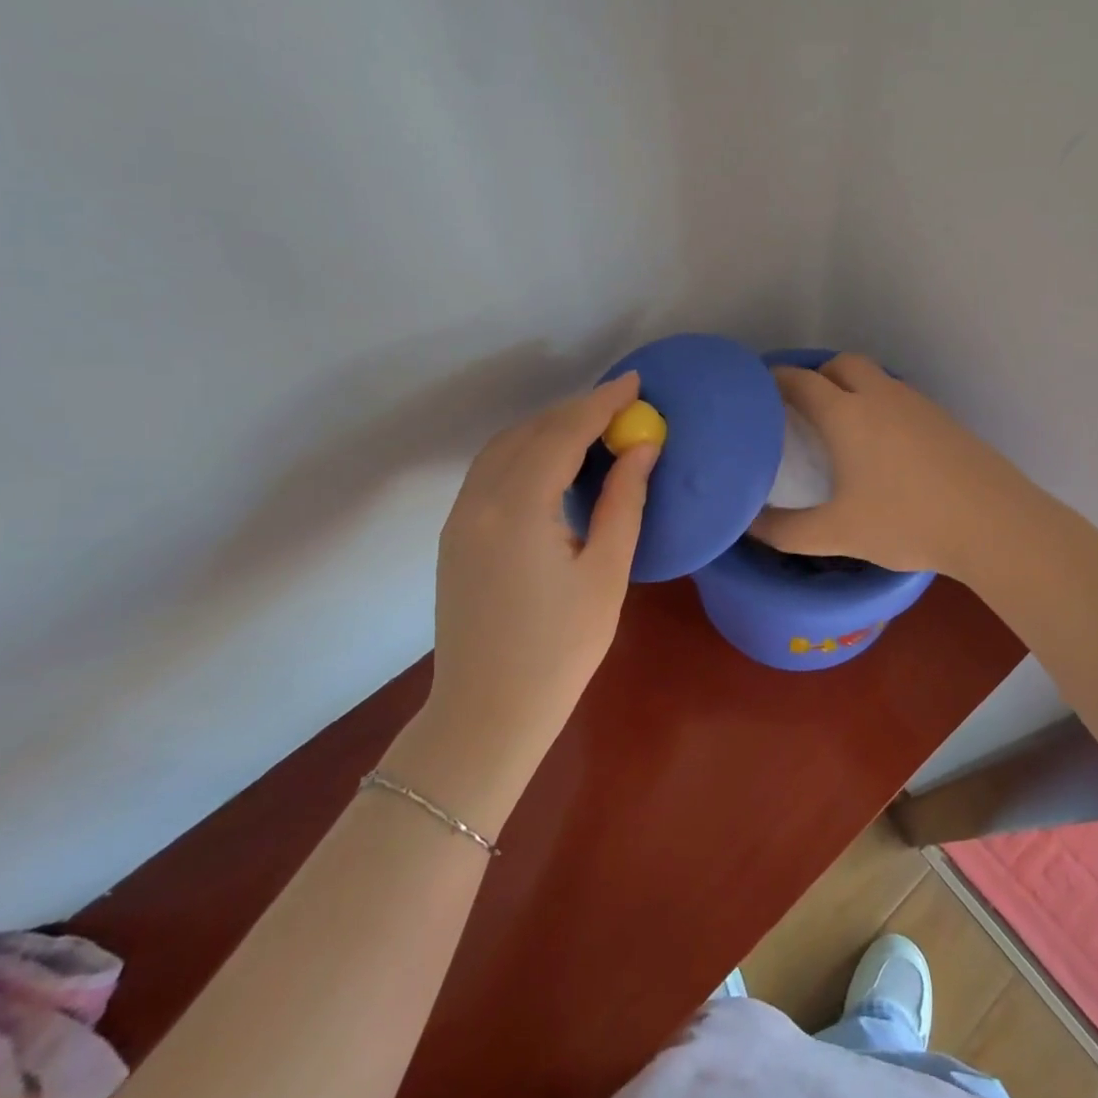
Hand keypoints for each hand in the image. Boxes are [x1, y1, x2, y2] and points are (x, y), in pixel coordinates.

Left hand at [411, 373, 657, 800]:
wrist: (486, 714)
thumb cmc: (560, 650)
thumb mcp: (606, 574)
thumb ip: (622, 502)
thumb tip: (642, 448)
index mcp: (518, 509)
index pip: (562, 434)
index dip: (600, 403)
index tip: (634, 383)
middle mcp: (479, 501)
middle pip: (530, 432)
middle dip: (576, 410)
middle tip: (621, 406)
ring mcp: (461, 517)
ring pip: (504, 447)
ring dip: (548, 427)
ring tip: (593, 428)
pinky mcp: (456, 534)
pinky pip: (490, 470)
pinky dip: (525, 450)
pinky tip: (553, 462)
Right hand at [748, 354, 1032, 579]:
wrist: (993, 523)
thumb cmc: (906, 522)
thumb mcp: (837, 534)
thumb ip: (785, 531)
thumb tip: (748, 525)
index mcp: (846, 414)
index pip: (800, 381)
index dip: (774, 381)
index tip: (758, 393)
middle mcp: (880, 396)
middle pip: (841, 364)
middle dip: (817, 376)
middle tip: (802, 410)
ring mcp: (917, 404)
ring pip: (876, 378)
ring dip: (852, 388)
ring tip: (841, 427)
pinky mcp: (944, 418)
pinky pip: (900, 397)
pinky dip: (881, 406)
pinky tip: (884, 446)